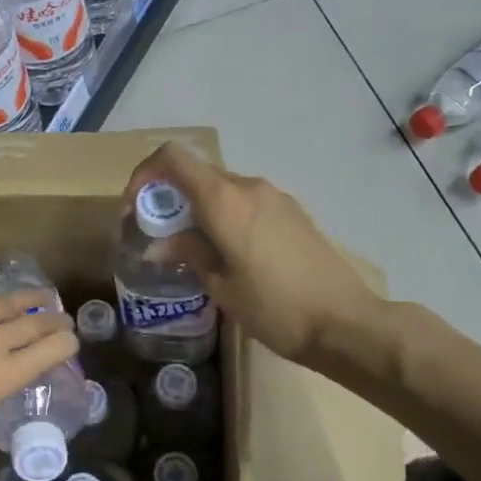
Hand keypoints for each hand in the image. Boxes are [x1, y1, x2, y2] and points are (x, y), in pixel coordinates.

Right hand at [124, 141, 383, 367]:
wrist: (345, 322)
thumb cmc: (274, 307)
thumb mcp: (221, 285)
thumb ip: (189, 253)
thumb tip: (161, 244)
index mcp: (224, 200)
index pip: (172, 158)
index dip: (144, 174)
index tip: (135, 208)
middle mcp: (248, 187)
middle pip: (196, 174)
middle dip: (168, 198)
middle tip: (158, 235)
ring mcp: (275, 197)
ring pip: (221, 189)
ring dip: (197, 209)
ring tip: (192, 249)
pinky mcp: (292, 212)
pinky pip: (245, 202)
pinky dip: (224, 215)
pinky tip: (227, 252)